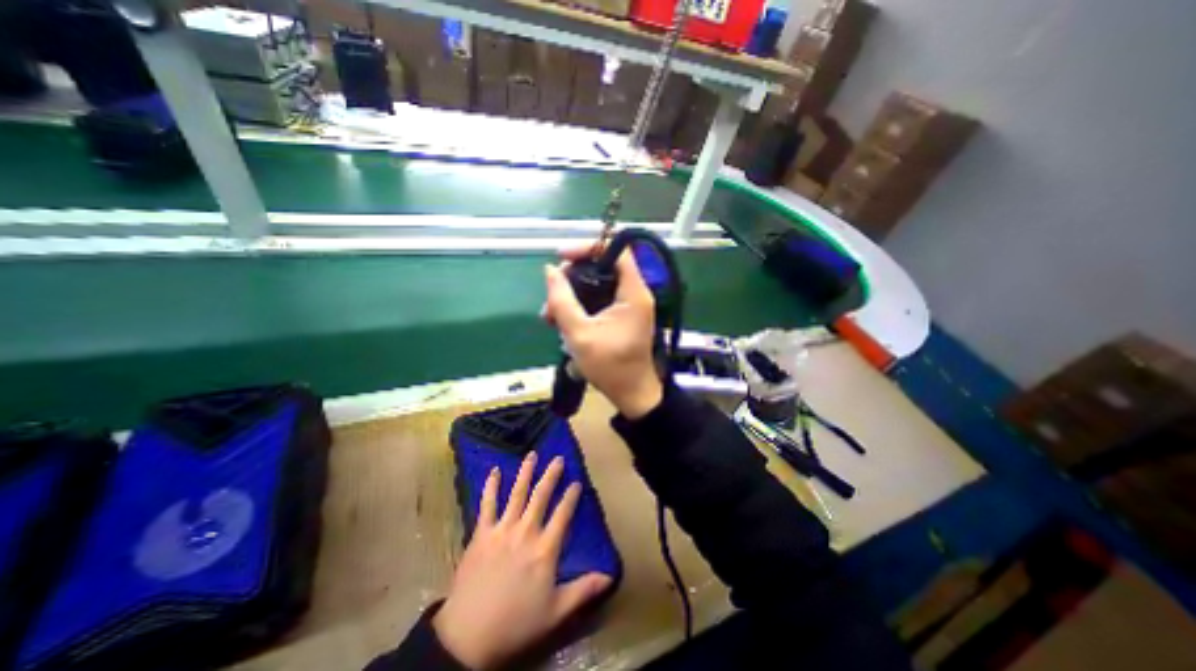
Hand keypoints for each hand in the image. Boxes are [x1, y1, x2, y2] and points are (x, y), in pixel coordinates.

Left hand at [432, 453, 611, 668]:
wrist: (468, 636)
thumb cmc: (516, 623)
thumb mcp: (556, 612)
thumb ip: (584, 590)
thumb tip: (610, 576)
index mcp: (545, 548)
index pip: (563, 514)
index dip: (571, 496)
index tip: (577, 482)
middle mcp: (526, 531)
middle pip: (541, 496)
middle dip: (551, 475)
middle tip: (557, 458)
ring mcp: (502, 529)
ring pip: (516, 493)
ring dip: (525, 472)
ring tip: (532, 454)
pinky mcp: (481, 533)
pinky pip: (487, 504)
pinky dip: (491, 486)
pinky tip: (494, 471)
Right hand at [544, 250, 663, 417]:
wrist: (631, 394)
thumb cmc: (610, 367)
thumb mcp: (580, 334)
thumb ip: (562, 300)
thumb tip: (549, 271)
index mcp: (633, 293)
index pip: (616, 250)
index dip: (589, 247)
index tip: (562, 256)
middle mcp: (634, 293)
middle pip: (602, 266)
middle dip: (572, 276)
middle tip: (551, 294)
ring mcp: (628, 305)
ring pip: (596, 284)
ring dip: (571, 294)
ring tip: (550, 315)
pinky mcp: (621, 315)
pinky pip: (598, 299)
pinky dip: (579, 305)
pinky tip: (560, 321)